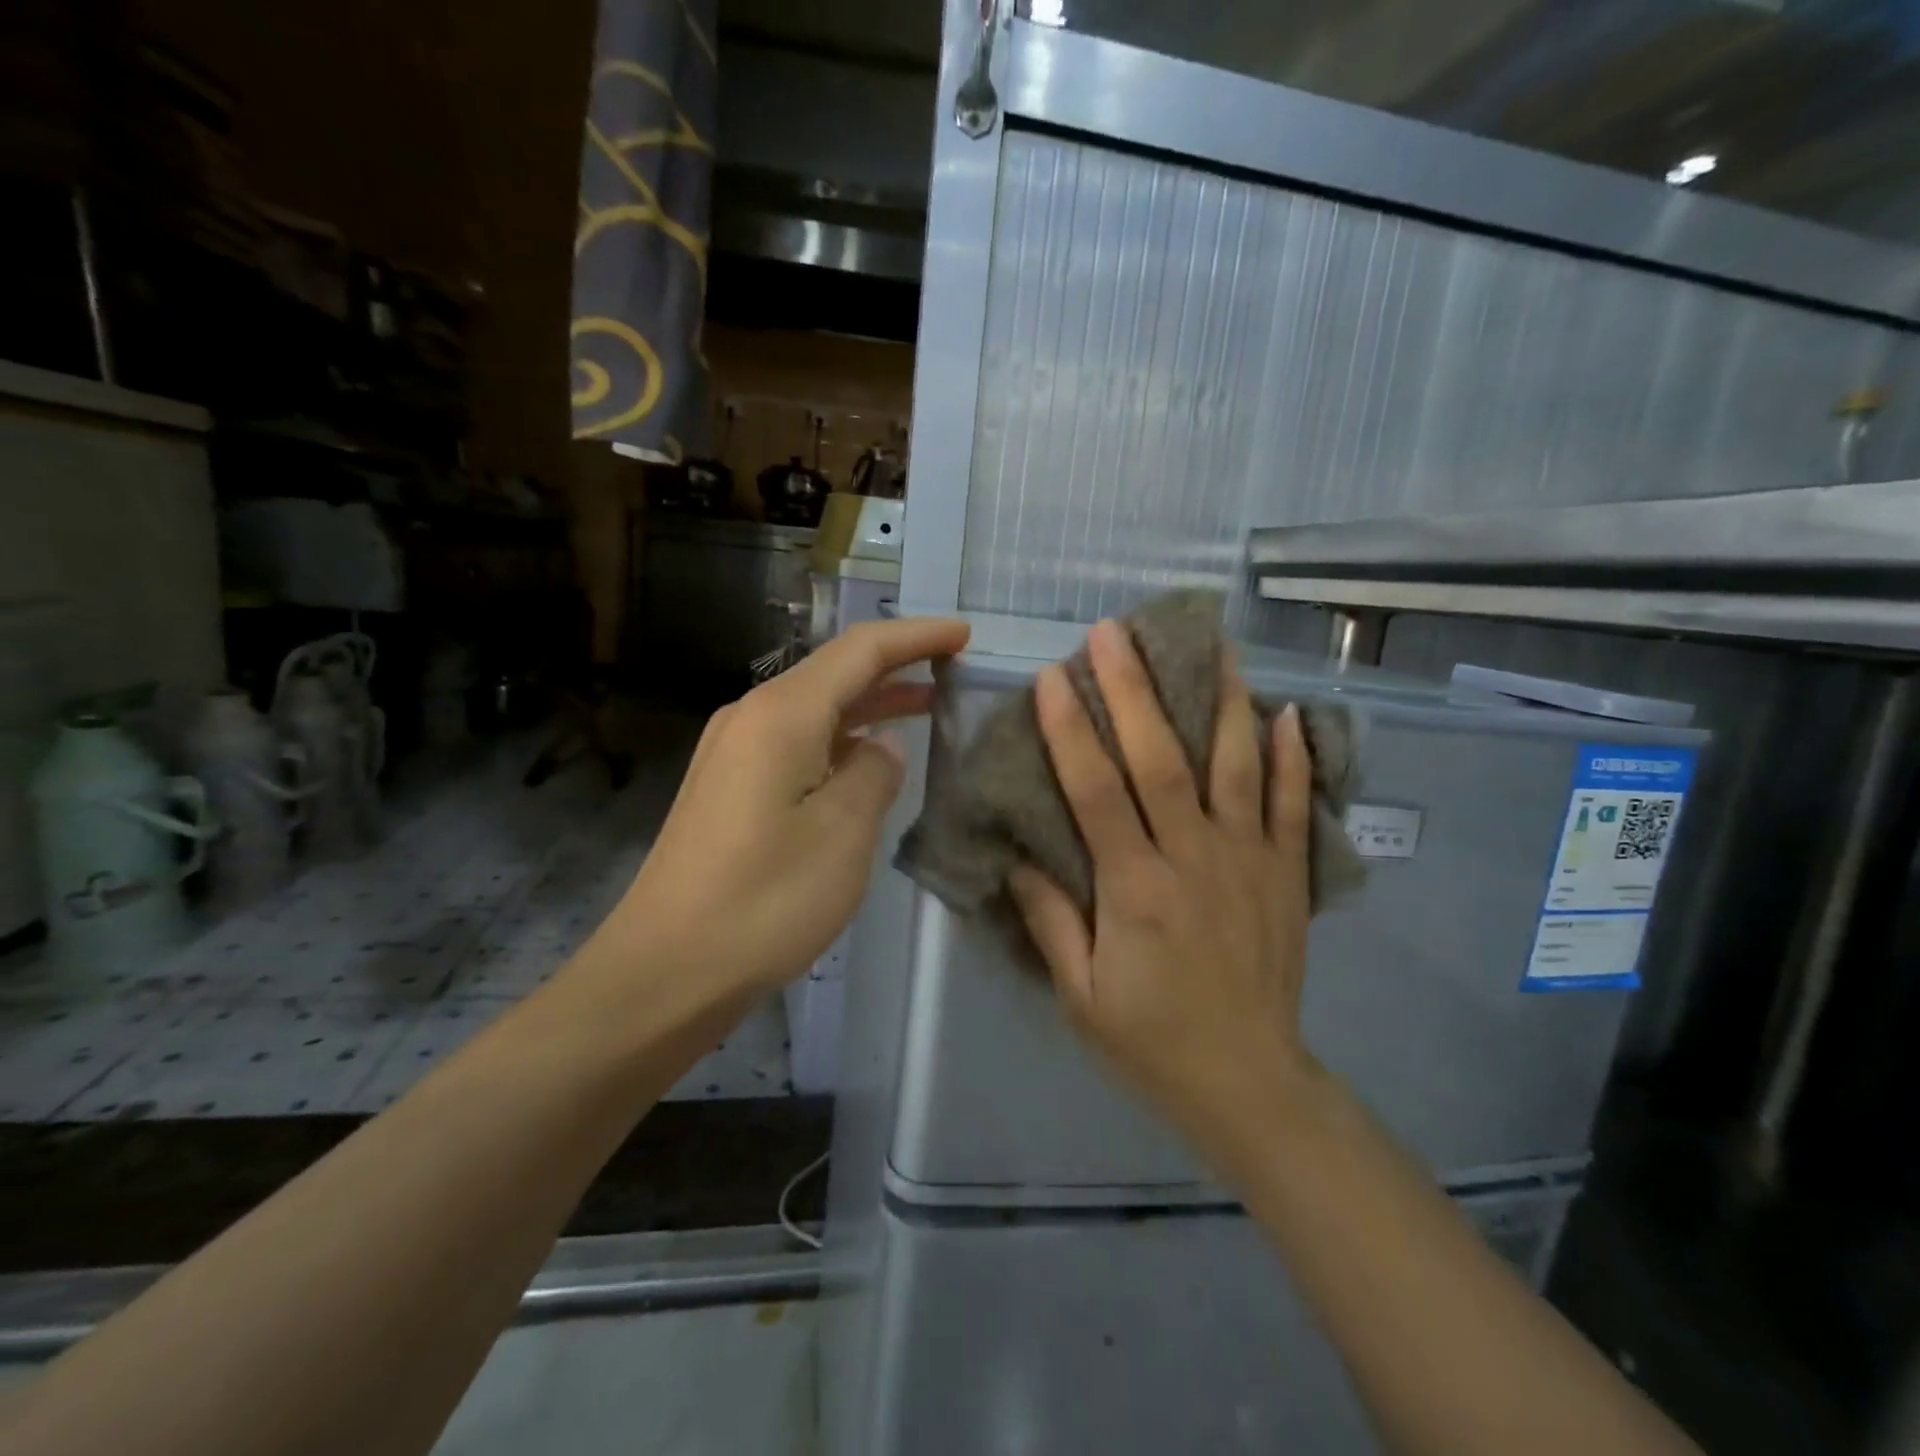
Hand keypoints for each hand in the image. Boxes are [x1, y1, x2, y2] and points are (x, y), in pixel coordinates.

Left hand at [589, 617, 969, 1011]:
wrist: (665, 970)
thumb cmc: (764, 901)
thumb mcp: (842, 835)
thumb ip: (873, 775)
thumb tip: (880, 747)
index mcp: (781, 716)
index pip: (860, 651)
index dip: (915, 637)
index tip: (963, 634)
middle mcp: (751, 717)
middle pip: (834, 672)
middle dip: (896, 666)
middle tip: (953, 670)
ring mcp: (733, 752)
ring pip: (815, 708)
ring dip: (869, 704)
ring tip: (925, 706)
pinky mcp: (728, 787)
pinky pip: (797, 742)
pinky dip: (841, 738)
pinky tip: (867, 759)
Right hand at [1009, 618, 1316, 1149]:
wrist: (1249, 1083)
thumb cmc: (1150, 1040)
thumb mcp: (1079, 994)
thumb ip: (1049, 920)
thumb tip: (1016, 857)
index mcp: (1135, 888)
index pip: (1095, 791)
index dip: (1070, 729)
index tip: (1053, 675)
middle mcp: (1193, 858)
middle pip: (1160, 759)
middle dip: (1134, 690)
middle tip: (1114, 632)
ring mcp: (1248, 860)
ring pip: (1235, 765)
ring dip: (1221, 700)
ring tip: (1212, 643)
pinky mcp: (1285, 873)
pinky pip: (1292, 804)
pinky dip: (1293, 756)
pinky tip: (1289, 710)